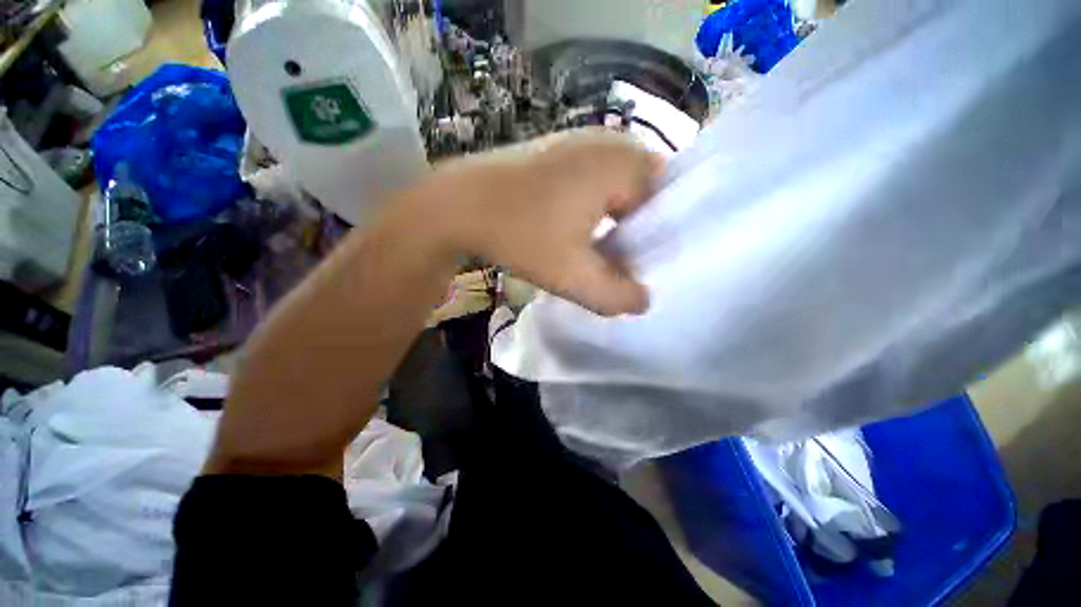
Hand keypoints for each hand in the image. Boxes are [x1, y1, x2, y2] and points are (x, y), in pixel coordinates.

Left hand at [409, 129, 663, 315]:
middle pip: (645, 191)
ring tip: (597, 248)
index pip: (667, 201)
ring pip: (619, 186)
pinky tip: (575, 228)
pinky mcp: (560, 150)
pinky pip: (596, 179)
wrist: (458, 204)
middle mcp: (608, 142)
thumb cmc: (518, 234)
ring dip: (615, 218)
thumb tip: (643, 300)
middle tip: (617, 259)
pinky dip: (595, 205)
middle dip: (635, 228)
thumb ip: (615, 295)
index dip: (655, 237)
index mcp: (620, 164)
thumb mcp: (571, 276)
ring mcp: (581, 141)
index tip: (635, 264)